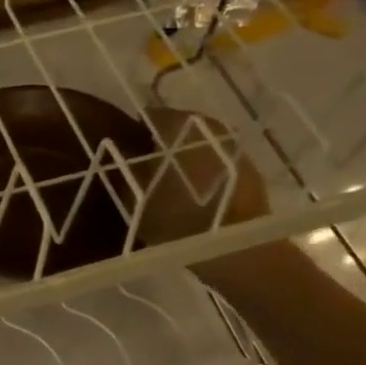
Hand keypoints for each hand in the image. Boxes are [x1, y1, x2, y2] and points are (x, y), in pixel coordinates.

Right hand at [136, 107, 268, 246]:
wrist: (234, 248)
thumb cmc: (176, 218)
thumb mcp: (134, 196)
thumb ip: (122, 168)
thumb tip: (116, 151)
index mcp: (178, 123)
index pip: (150, 116)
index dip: (134, 132)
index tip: (123, 152)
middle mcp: (209, 125)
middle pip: (178, 128)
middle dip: (162, 145)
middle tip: (144, 170)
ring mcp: (234, 147)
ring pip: (200, 145)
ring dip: (185, 159)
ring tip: (169, 184)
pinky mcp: (250, 170)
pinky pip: (217, 164)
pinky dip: (204, 173)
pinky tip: (194, 195)